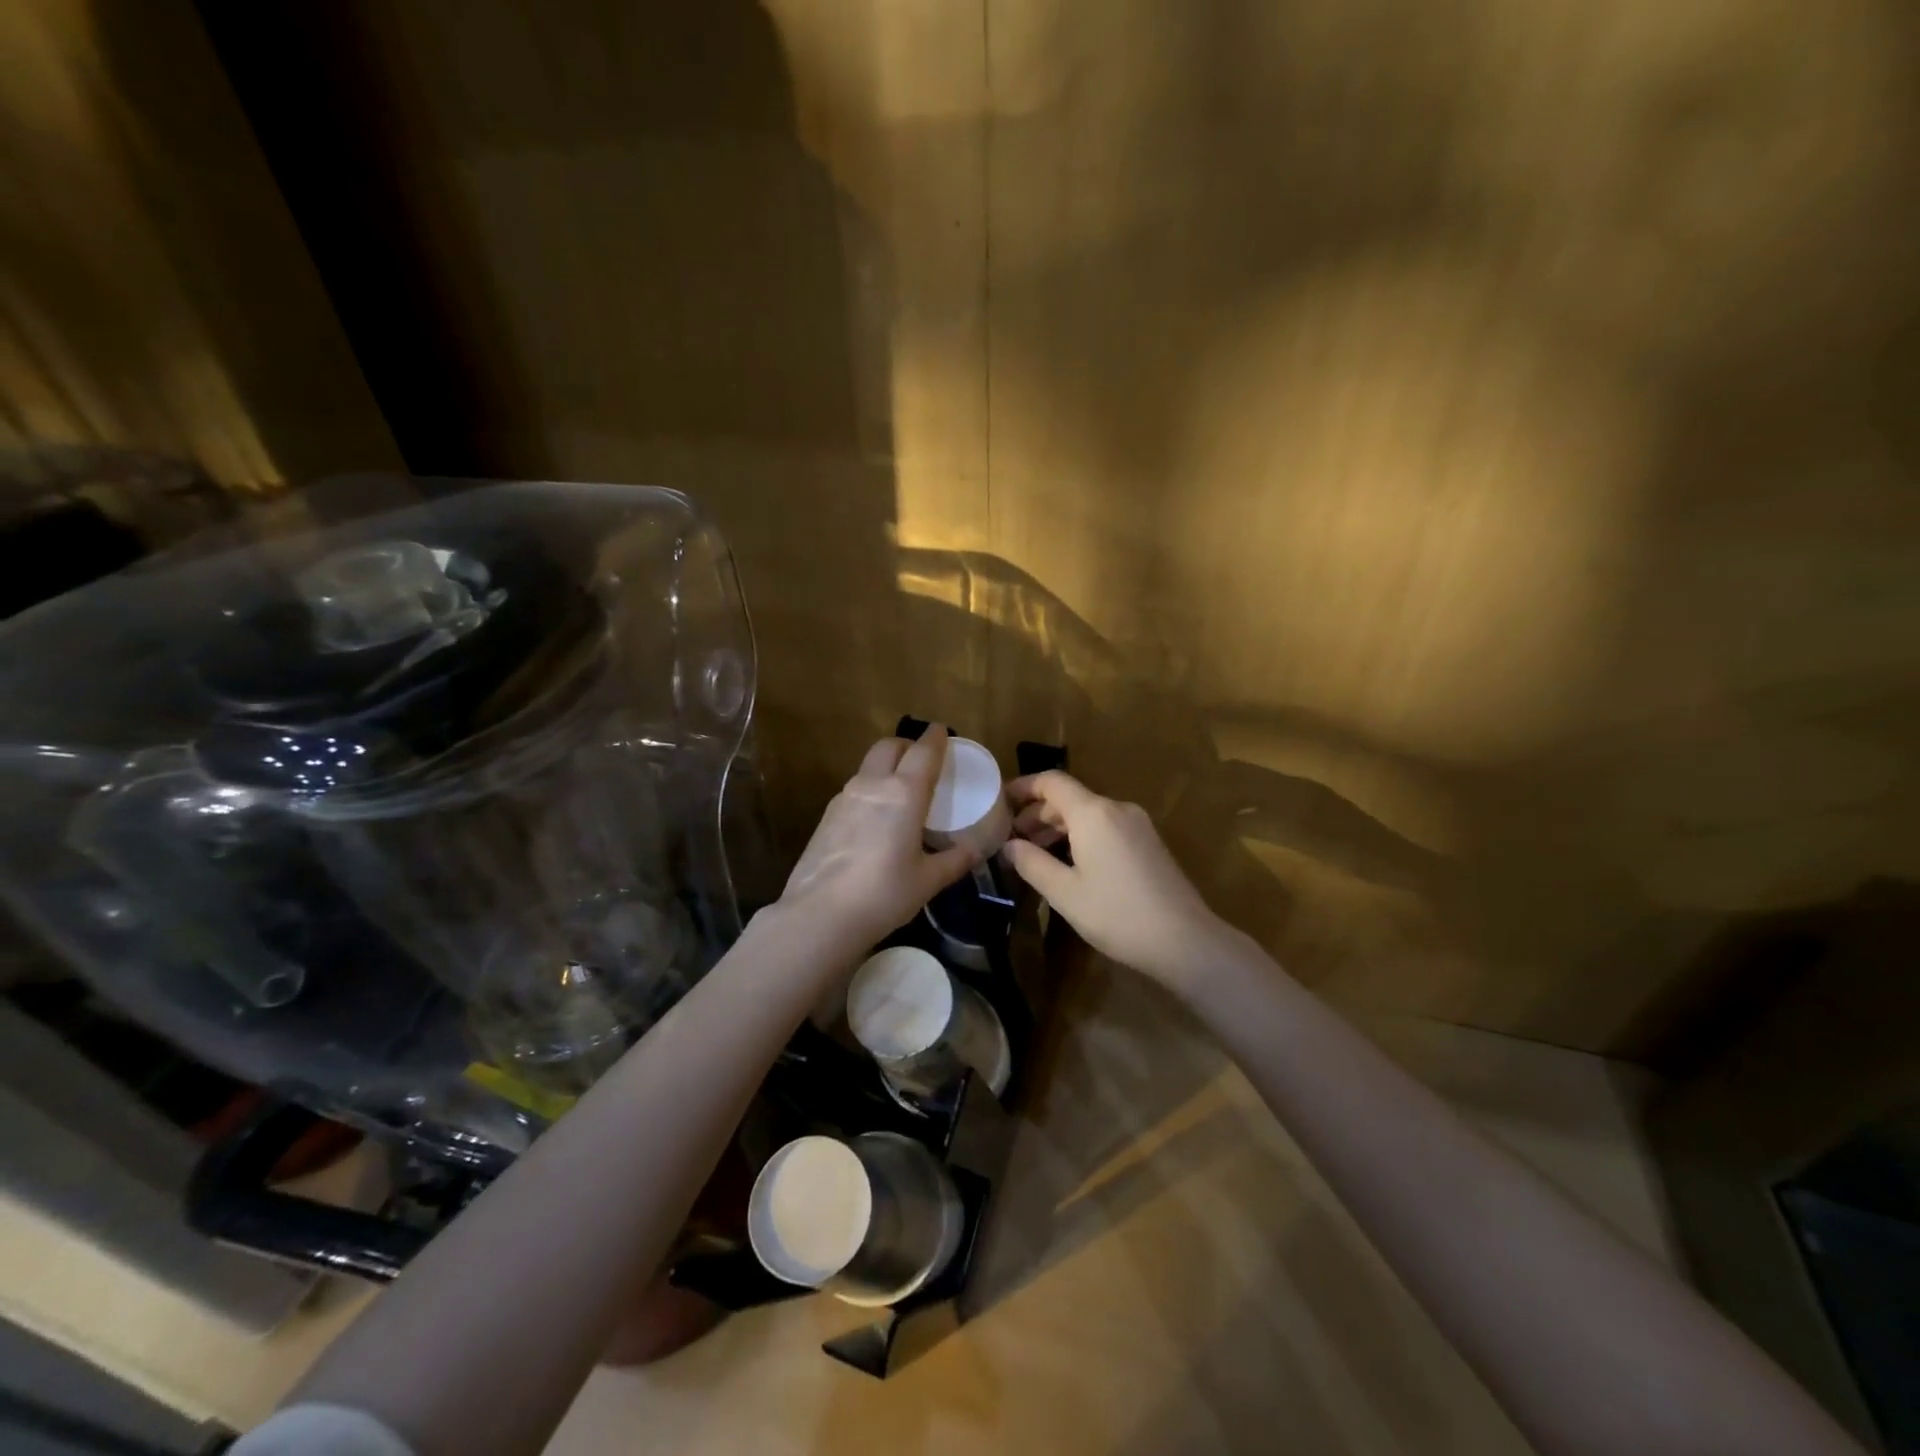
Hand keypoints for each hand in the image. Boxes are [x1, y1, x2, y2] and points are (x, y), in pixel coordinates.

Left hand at [776, 727, 977, 950]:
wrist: (819, 915)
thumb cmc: (883, 894)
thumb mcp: (928, 880)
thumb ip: (955, 859)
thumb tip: (977, 849)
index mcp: (904, 793)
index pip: (923, 752)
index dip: (935, 738)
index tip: (942, 731)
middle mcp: (872, 785)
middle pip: (889, 747)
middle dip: (907, 745)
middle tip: (922, 760)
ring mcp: (844, 798)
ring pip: (868, 766)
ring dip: (886, 766)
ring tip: (901, 790)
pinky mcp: (826, 816)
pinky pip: (854, 789)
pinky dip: (870, 789)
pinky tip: (876, 818)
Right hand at [1002, 771, 1231, 986]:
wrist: (1185, 940)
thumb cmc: (1117, 914)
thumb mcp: (1065, 893)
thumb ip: (1032, 863)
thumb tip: (1009, 845)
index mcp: (1093, 813)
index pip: (1052, 782)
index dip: (1023, 786)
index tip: (1000, 801)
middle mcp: (1116, 808)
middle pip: (1069, 798)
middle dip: (1037, 813)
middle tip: (1011, 838)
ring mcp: (1137, 824)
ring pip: (1088, 813)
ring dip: (1058, 827)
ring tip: (1034, 853)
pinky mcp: (1148, 842)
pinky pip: (1105, 826)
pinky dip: (1081, 835)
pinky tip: (1068, 862)